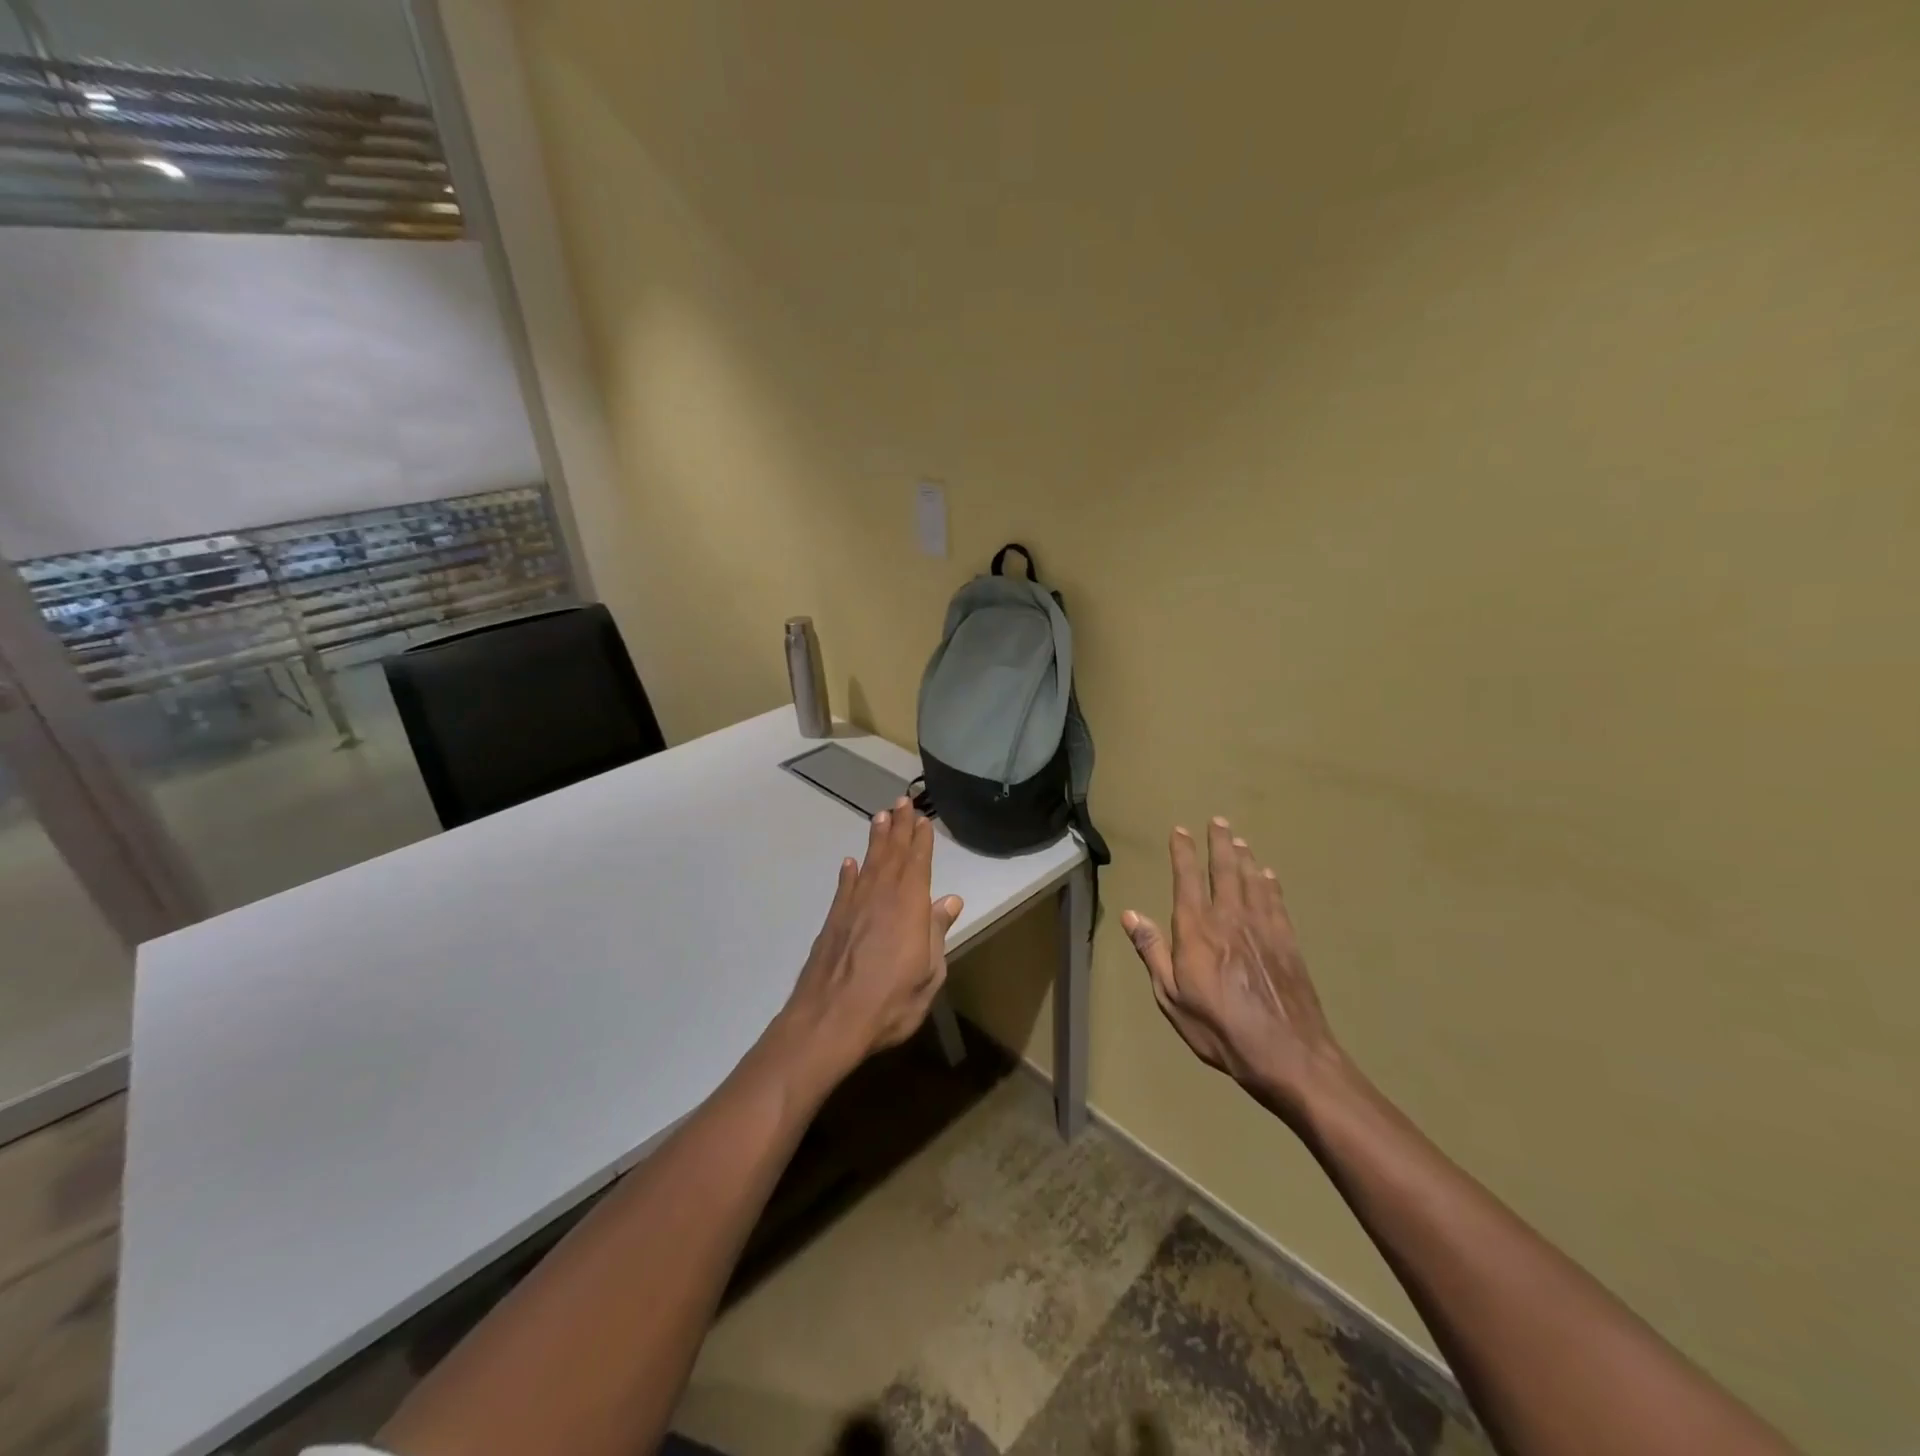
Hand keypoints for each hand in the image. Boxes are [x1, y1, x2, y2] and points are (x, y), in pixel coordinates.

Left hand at [781, 797, 963, 1079]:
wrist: (829, 1020)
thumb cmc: (890, 1001)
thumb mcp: (929, 973)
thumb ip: (938, 932)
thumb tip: (951, 900)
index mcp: (910, 906)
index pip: (918, 863)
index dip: (921, 840)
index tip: (923, 819)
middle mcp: (881, 896)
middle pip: (892, 854)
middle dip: (899, 827)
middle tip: (902, 800)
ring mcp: (854, 906)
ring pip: (869, 863)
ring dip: (876, 839)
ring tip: (880, 816)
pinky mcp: (833, 920)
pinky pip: (844, 887)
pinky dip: (848, 873)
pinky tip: (850, 862)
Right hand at [1121, 819, 1344, 1118]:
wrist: (1286, 1052)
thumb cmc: (1218, 1027)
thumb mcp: (1171, 996)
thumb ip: (1152, 951)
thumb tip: (1130, 914)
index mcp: (1197, 929)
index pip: (1187, 879)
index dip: (1183, 852)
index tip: (1180, 831)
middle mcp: (1230, 917)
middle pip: (1224, 869)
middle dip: (1219, 843)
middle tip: (1218, 821)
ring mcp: (1263, 927)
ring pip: (1252, 880)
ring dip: (1244, 857)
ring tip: (1239, 840)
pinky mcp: (1287, 941)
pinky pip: (1276, 901)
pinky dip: (1270, 883)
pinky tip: (1268, 875)